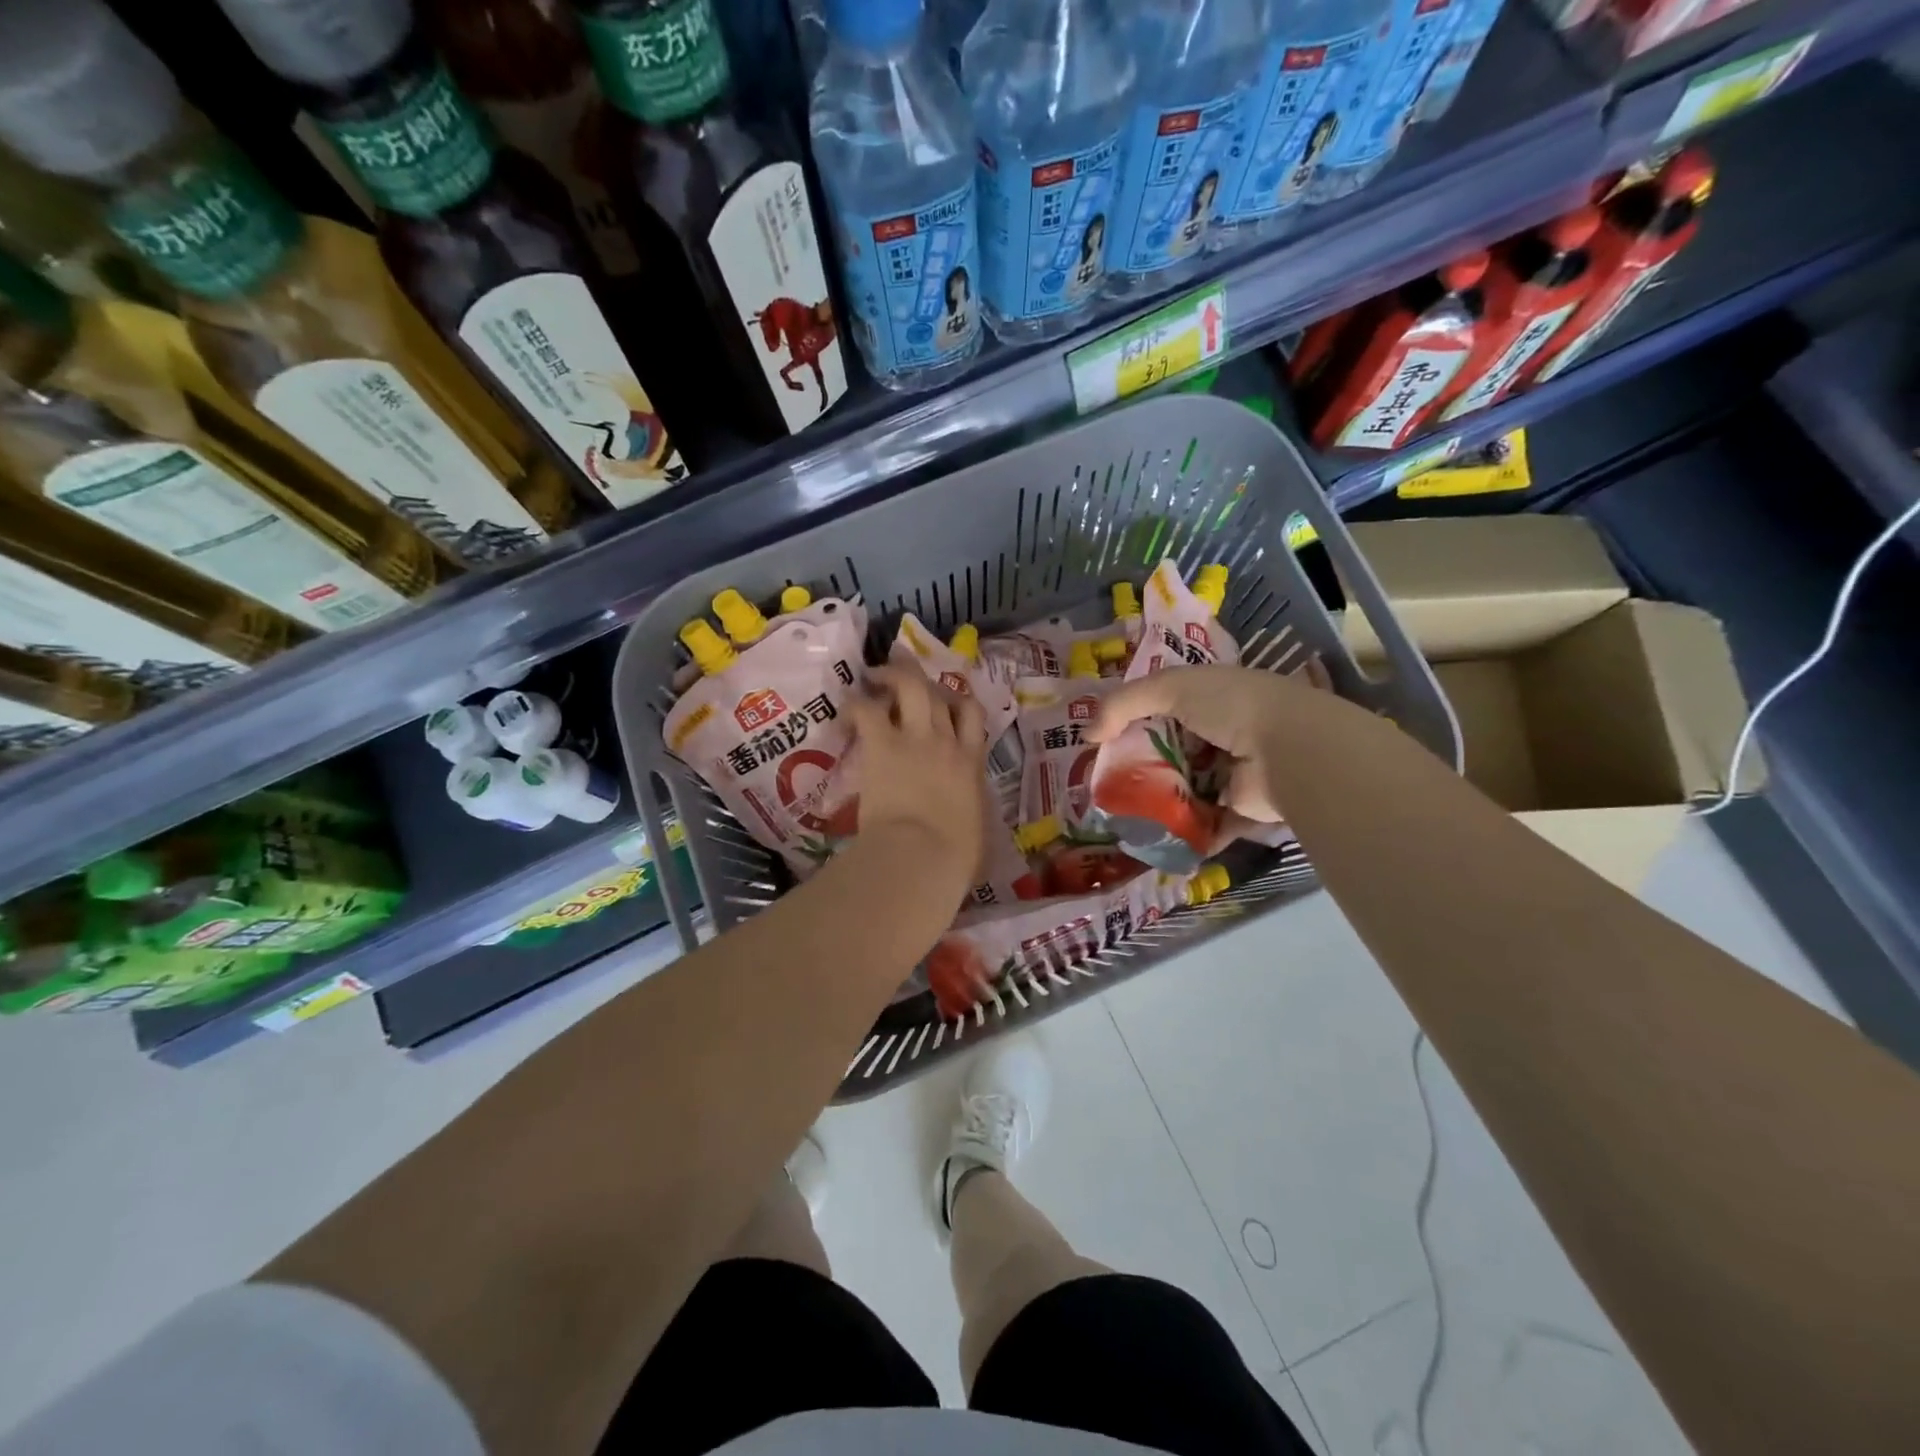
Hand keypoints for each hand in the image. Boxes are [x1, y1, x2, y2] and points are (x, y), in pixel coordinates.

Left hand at [847, 665, 987, 890]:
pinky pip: (867, 710)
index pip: (972, 715)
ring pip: (909, 686)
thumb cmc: (955, 856)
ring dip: (890, 675)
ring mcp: (915, 738)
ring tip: (873, 674)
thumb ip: (971, 811)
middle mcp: (946, 741)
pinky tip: (847, 707)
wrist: (923, 856)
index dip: (958, 701)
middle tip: (902, 671)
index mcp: (971, 762)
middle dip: (920, 677)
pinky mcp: (883, 745)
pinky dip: (856, 704)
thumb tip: (966, 817)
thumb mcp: (976, 829)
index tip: (944, 701)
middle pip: (938, 692)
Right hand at [1087, 664, 1346, 824]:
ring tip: (1118, 815)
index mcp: (1212, 697)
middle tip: (1105, 783)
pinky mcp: (1239, 810)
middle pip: (1171, 750)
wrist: (1291, 750)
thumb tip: (1087, 734)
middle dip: (1141, 765)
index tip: (1104, 739)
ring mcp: (1233, 773)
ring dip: (1158, 801)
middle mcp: (1224, 733)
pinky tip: (1147, 839)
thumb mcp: (1170, 686)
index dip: (1134, 719)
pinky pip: (1204, 823)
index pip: (1166, 705)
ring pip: (1185, 788)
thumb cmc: (1231, 706)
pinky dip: (1182, 832)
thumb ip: (1123, 704)